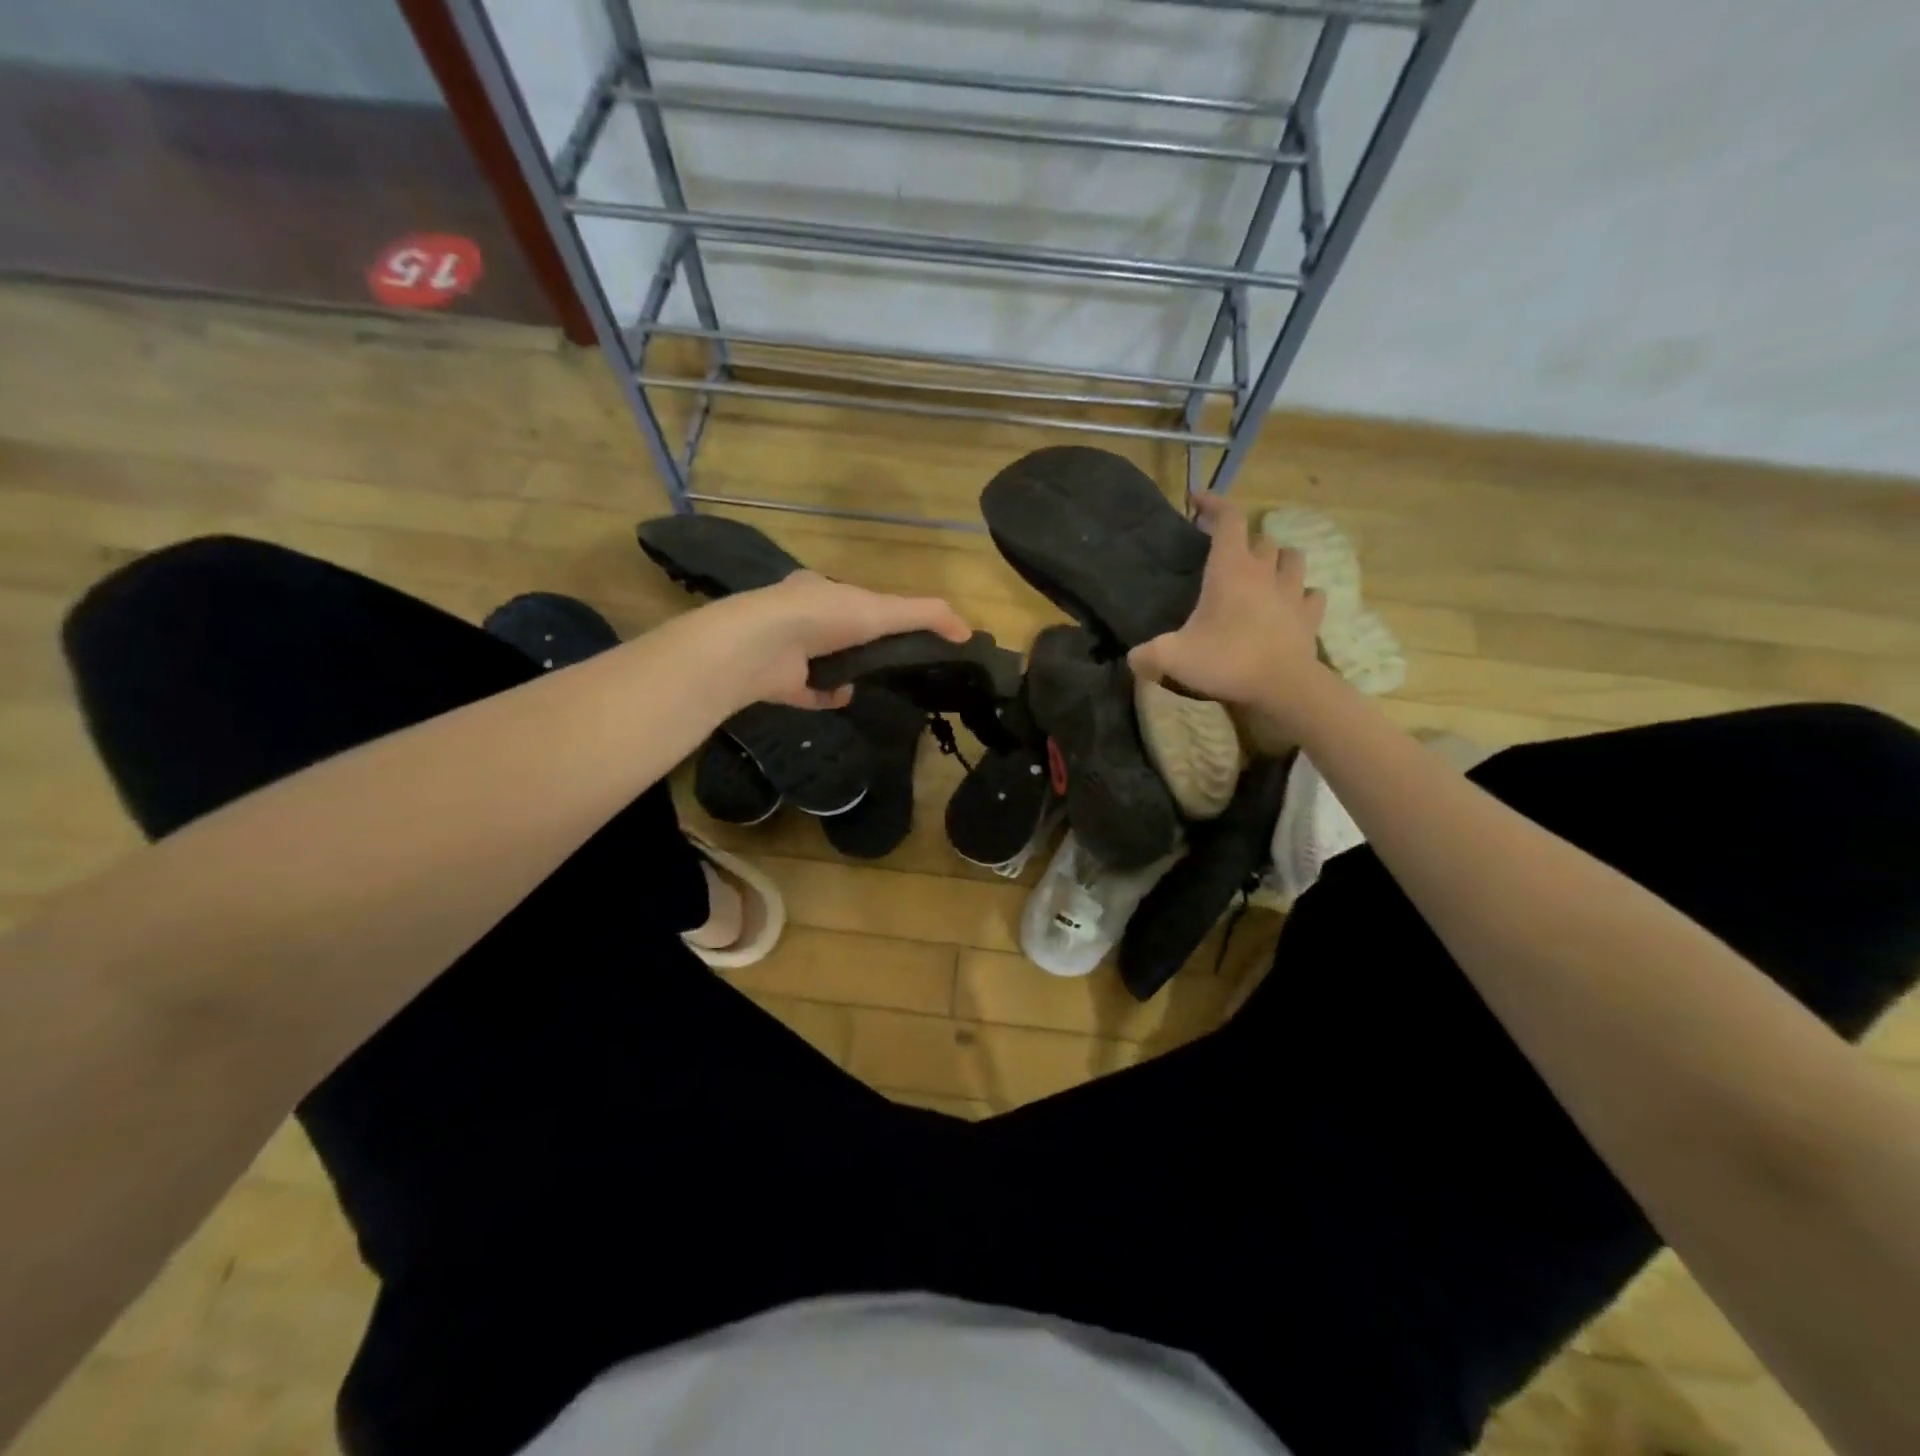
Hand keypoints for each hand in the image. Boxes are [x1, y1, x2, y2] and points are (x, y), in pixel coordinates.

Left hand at [703, 571, 971, 708]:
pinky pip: (808, 691)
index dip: (878, 611)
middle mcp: (798, 616)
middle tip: (891, 661)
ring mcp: (786, 650)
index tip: (901, 630)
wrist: (763, 647)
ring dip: (845, 670)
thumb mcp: (883, 609)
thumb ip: (926, 616)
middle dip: (860, 642)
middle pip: (836, 629)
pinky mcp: (778, 682)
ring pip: (822, 660)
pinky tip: (844, 698)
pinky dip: (827, 696)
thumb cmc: (824, 616)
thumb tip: (968, 632)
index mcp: (818, 589)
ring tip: (870, 681)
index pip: (853, 598)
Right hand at [1128, 493, 1328, 722]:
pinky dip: (1302, 594)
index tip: (1196, 501)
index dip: (1214, 504)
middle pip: (1261, 538)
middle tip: (1226, 554)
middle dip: (1244, 540)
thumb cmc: (1228, 660)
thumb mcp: (1173, 658)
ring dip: (1278, 559)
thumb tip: (1132, 658)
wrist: (1284, 687)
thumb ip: (1147, 655)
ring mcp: (1292, 592)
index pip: (1229, 519)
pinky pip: (1312, 595)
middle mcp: (1264, 572)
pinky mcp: (1310, 616)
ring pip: (1292, 558)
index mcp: (1230, 569)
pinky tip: (1291, 603)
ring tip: (1264, 571)